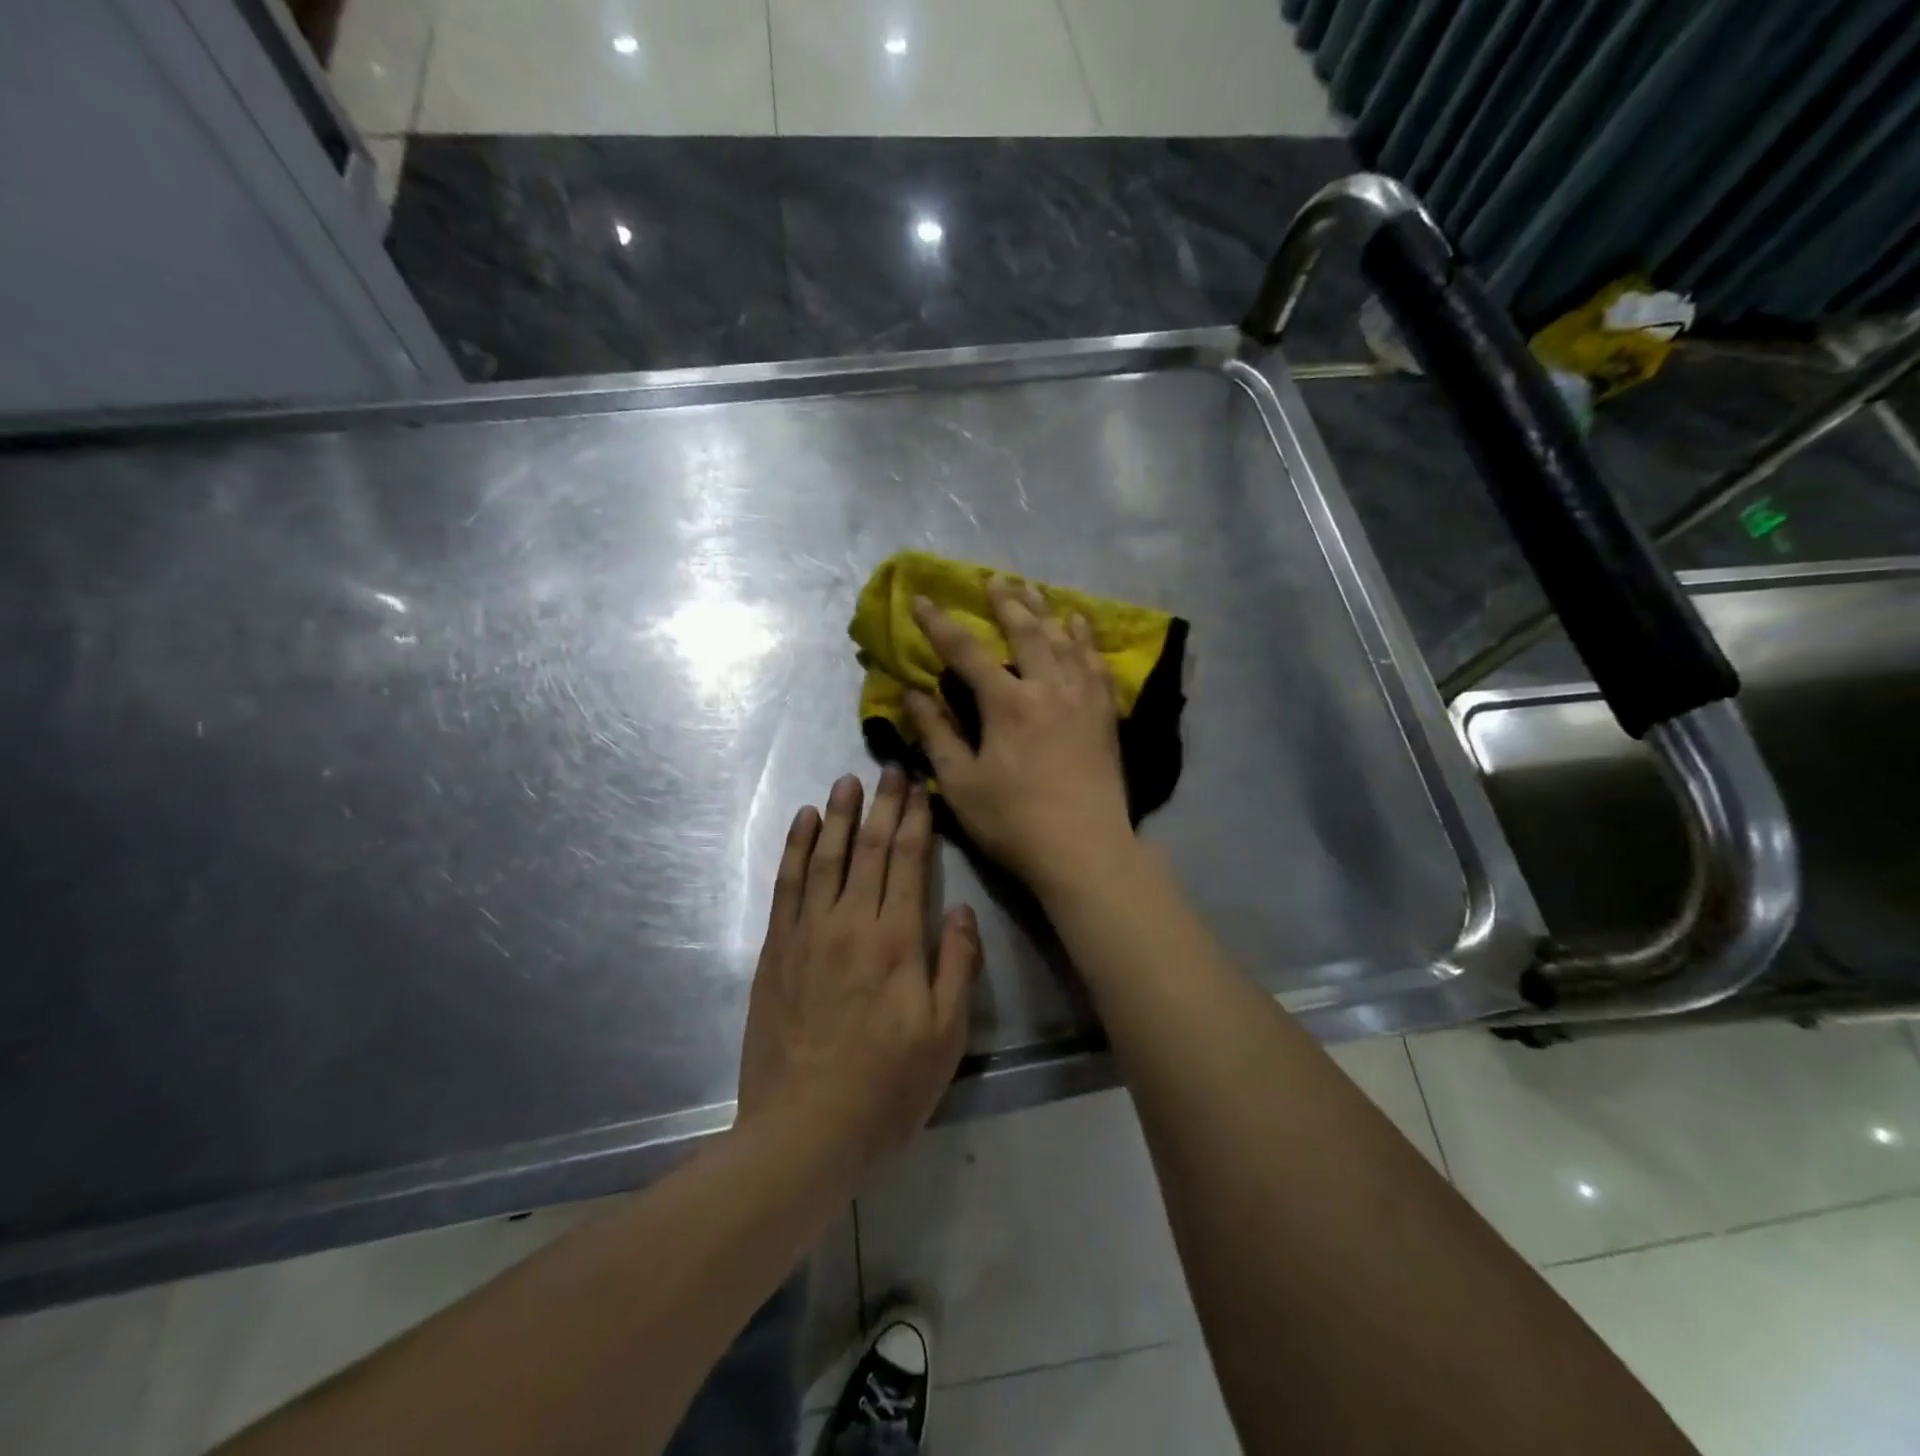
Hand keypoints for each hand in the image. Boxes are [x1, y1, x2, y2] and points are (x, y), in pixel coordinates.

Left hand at [737, 769, 981, 1168]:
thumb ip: (957, 965)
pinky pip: (787, 885)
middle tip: (889, 767)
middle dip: (882, 805)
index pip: (908, 862)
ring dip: (837, 815)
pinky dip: (795, 848)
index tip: (918, 787)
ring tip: (846, 779)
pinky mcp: (777, 949)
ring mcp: (808, 933)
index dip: (915, 820)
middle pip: (869, 849)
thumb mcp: (945, 1035)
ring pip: (825, 857)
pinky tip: (802, 822)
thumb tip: (960, 910)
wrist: (804, 1130)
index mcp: (897, 941)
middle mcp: (851, 923)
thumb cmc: (887, 1087)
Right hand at [906, 577, 1135, 891]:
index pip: (966, 651)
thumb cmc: (1014, 821)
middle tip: (992, 579)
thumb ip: (936, 734)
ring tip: (1031, 589)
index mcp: (1007, 703)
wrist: (1086, 848)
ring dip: (1044, 609)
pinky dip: (1085, 637)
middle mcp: (1048, 687)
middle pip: (1025, 630)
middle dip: (1004, 601)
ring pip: (1064, 638)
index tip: (920, 599)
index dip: (939, 623)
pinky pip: (1096, 661)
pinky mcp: (1105, 712)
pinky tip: (1080, 624)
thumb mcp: (961, 783)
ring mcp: (1083, 696)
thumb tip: (913, 693)